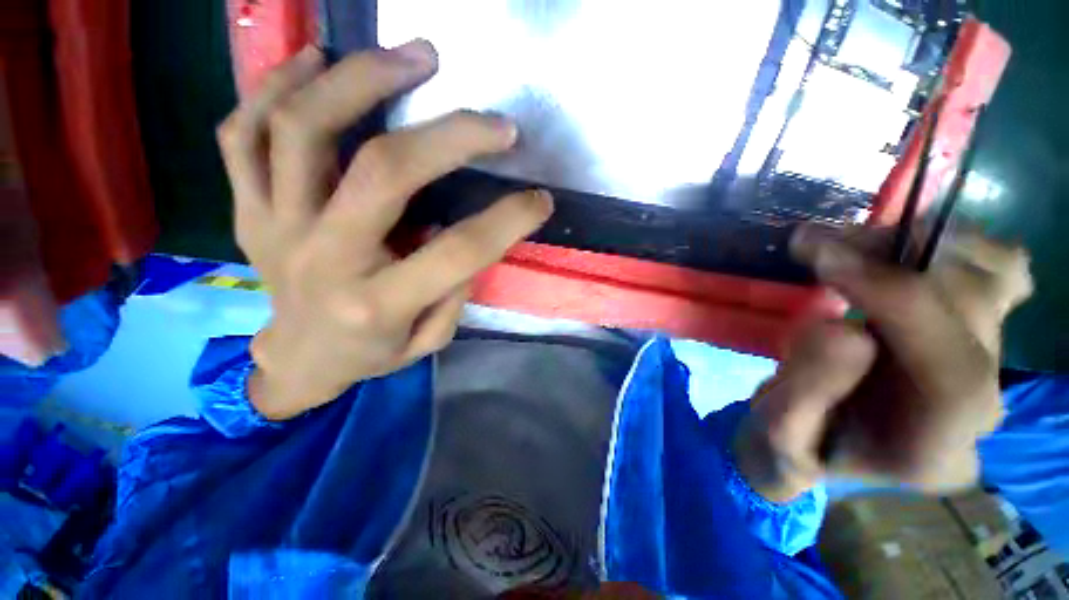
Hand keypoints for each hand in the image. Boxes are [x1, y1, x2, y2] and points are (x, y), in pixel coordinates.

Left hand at [216, 41, 553, 419]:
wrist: (301, 359)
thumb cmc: (373, 353)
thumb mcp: (428, 339)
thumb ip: (453, 291)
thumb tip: (466, 234)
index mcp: (378, 303)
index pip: (459, 251)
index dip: (510, 220)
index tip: (541, 200)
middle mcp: (323, 258)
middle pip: (384, 170)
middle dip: (451, 135)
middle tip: (493, 121)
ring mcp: (275, 226)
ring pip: (302, 128)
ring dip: (361, 78)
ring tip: (411, 57)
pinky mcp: (247, 208)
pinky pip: (243, 132)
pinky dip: (276, 85)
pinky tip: (317, 61)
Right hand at [734, 225, 1032, 501]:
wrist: (823, 442)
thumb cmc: (797, 445)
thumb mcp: (779, 432)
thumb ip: (806, 392)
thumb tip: (843, 329)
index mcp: (934, 450)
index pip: (956, 372)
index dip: (897, 301)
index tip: (825, 259)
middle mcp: (981, 408)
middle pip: (978, 312)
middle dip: (896, 261)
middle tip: (819, 245)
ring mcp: (989, 366)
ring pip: (996, 278)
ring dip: (919, 244)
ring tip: (848, 243)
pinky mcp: (977, 334)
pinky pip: (994, 270)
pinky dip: (948, 243)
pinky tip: (891, 249)